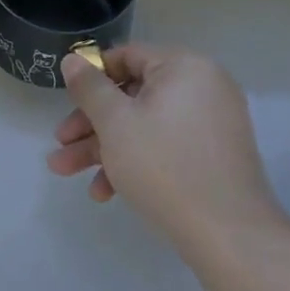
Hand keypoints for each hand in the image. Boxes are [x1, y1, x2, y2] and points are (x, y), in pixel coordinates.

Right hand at [47, 45, 282, 254]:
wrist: (229, 234)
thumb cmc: (164, 166)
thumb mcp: (115, 122)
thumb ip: (89, 87)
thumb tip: (72, 59)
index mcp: (184, 67)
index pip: (127, 56)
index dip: (90, 76)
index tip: (65, 100)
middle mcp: (203, 87)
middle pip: (132, 95)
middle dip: (90, 123)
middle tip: (60, 144)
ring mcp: (211, 123)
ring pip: (144, 125)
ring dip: (103, 147)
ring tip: (66, 172)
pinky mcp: (212, 156)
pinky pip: (164, 146)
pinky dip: (134, 161)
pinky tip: (105, 192)